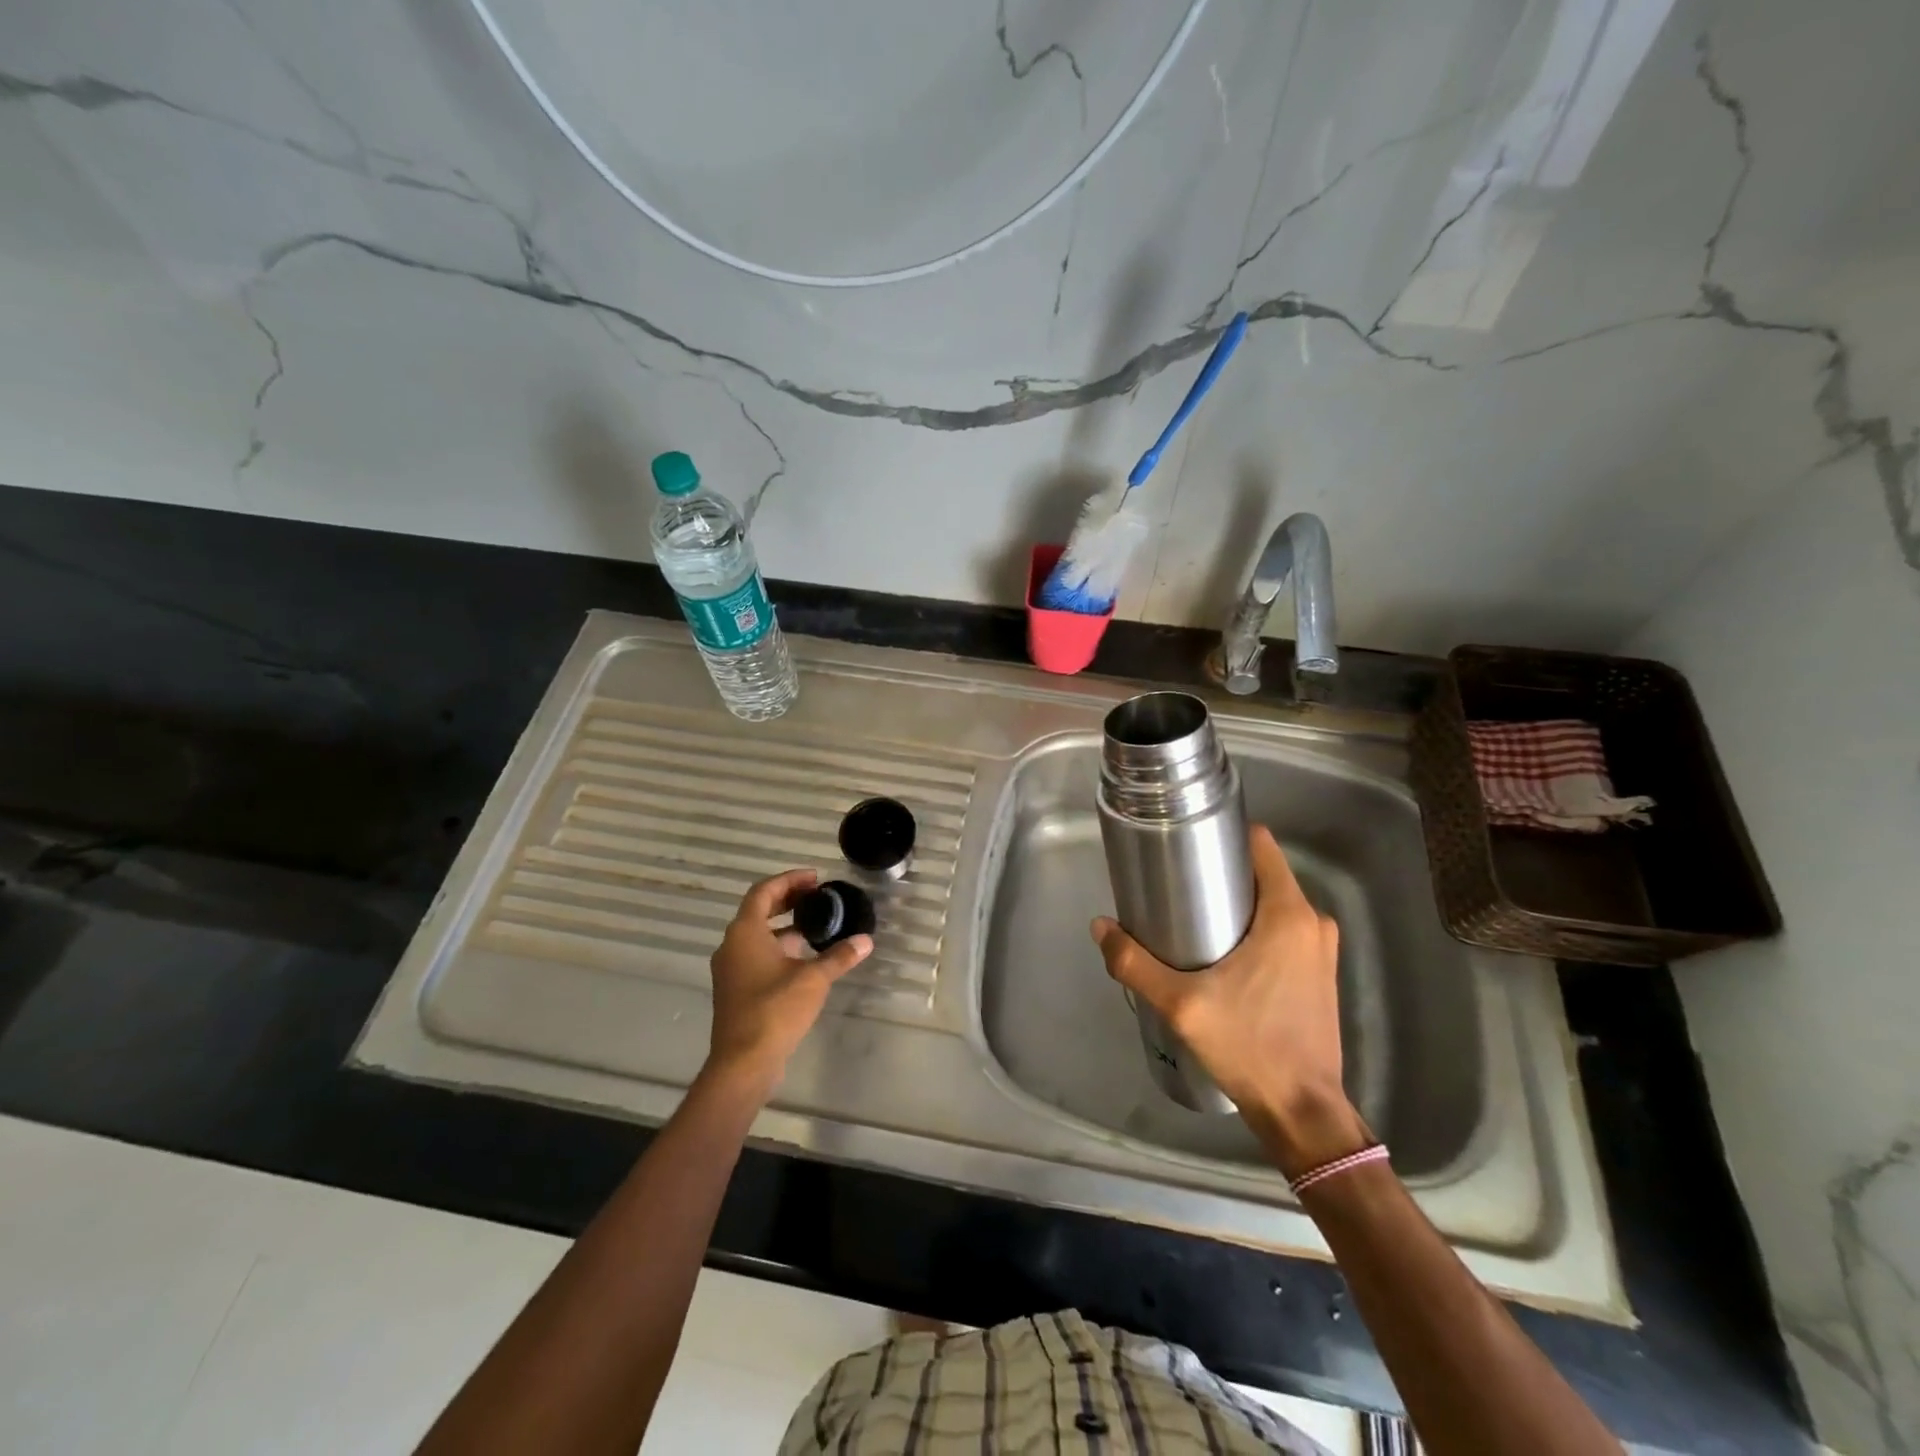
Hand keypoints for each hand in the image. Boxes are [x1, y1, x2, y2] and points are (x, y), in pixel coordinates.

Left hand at [706, 869, 870, 1093]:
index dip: (789, 880)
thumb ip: (839, 956)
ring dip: (784, 925)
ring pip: (757, 935)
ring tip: (816, 924)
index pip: (764, 892)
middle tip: (816, 896)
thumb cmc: (775, 1010)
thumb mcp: (814, 979)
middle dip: (787, 899)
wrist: (744, 1062)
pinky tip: (804, 957)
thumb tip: (865, 941)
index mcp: (745, 932)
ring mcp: (731, 969)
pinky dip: (778, 947)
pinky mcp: (736, 990)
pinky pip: (756, 955)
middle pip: (758, 910)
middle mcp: (732, 945)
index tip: (815, 878)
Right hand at [1090, 825, 1369, 1177]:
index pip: (1263, 846)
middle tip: (1180, 887)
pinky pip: (1285, 931)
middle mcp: (1314, 923)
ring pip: (1274, 904)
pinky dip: (1257, 929)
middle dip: (1224, 874)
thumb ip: (1135, 963)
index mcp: (1289, 915)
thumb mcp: (1181, 1004)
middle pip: (1264, 874)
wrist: (1302, 1111)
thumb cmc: (1249, 1046)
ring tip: (1195, 918)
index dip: (1227, 837)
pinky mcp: (1320, 974)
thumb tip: (1100, 927)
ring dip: (1240, 904)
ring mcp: (1322, 950)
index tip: (1191, 847)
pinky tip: (1224, 952)